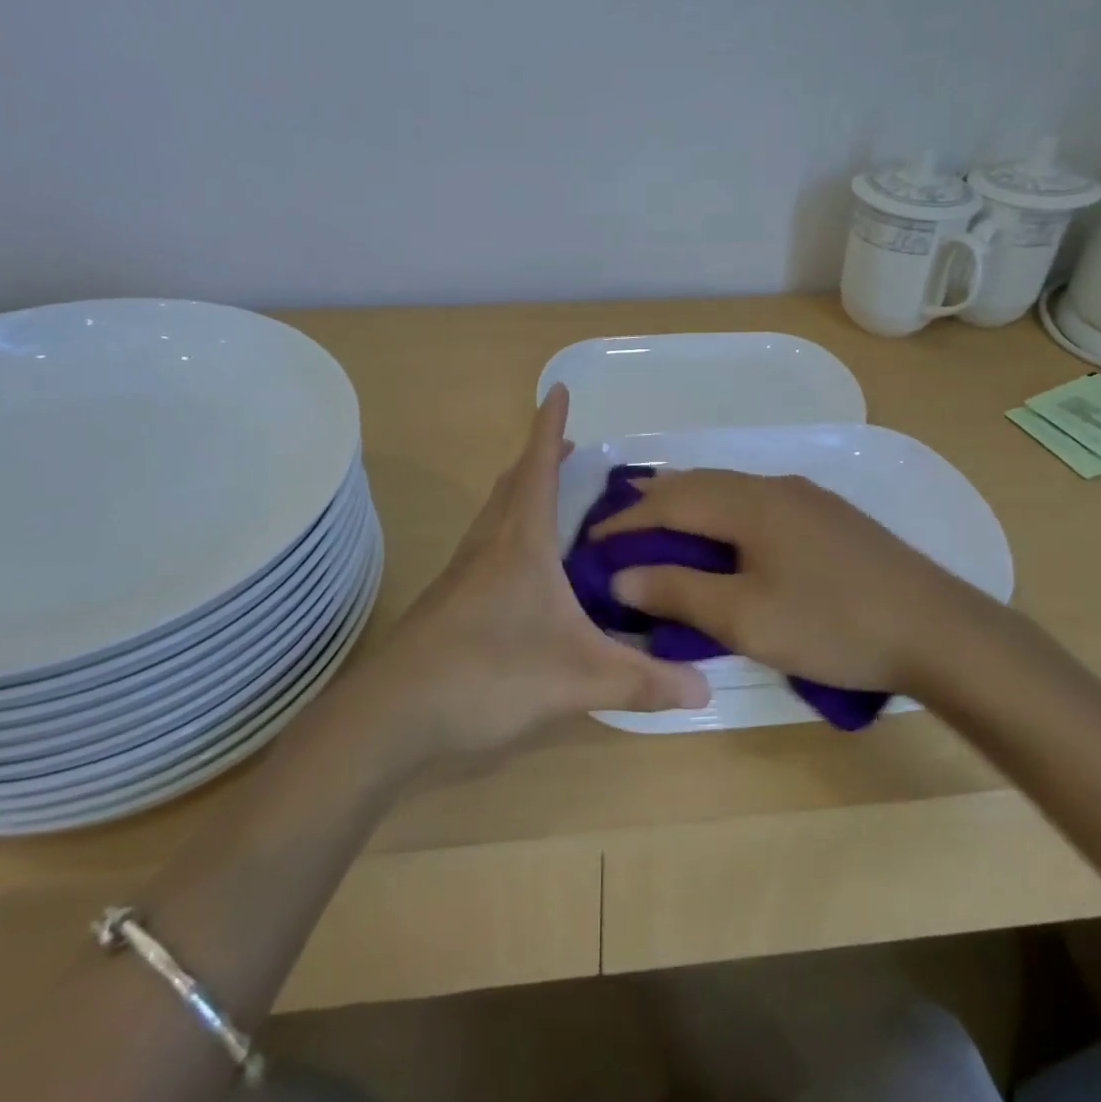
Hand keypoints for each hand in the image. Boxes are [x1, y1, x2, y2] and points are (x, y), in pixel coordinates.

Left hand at [365, 386, 710, 756]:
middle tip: (570, 448)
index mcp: (521, 540)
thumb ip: (642, 682)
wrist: (394, 712)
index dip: (550, 427)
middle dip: (541, 458)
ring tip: (551, 497)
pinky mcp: (450, 600)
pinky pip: (486, 545)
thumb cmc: (490, 672)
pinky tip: (524, 569)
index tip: (559, 389)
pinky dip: (509, 532)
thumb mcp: (579, 678)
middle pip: (513, 483)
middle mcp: (489, 543)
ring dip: (522, 493)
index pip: (539, 466)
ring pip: (495, 514)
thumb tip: (706, 690)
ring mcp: (463, 572)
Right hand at [594, 470, 997, 695]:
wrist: (937, 629)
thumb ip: (679, 592)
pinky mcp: (828, 516)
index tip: (590, 542)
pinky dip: (723, 515)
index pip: (670, 500)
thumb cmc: (833, 623)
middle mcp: (774, 485)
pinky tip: (726, 540)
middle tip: (620, 533)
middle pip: (698, 483)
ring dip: (690, 507)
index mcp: (749, 502)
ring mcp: (806, 497)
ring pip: (729, 490)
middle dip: (654, 505)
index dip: (626, 520)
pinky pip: (756, 503)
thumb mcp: (745, 618)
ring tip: (662, 532)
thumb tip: (621, 578)